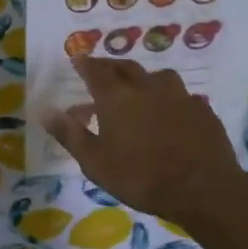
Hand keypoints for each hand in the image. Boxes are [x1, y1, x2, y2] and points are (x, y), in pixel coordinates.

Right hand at [42, 56, 247, 227]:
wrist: (203, 189)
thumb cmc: (141, 178)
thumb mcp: (95, 162)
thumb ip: (69, 134)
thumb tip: (44, 109)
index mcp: (116, 98)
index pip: (95, 71)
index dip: (84, 63)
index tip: (77, 59)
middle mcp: (147, 87)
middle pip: (125, 67)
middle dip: (109, 66)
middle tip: (101, 70)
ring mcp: (178, 96)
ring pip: (156, 76)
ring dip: (142, 78)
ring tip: (138, 88)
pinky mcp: (201, 109)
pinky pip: (180, 95)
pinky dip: (169, 98)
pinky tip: (170, 111)